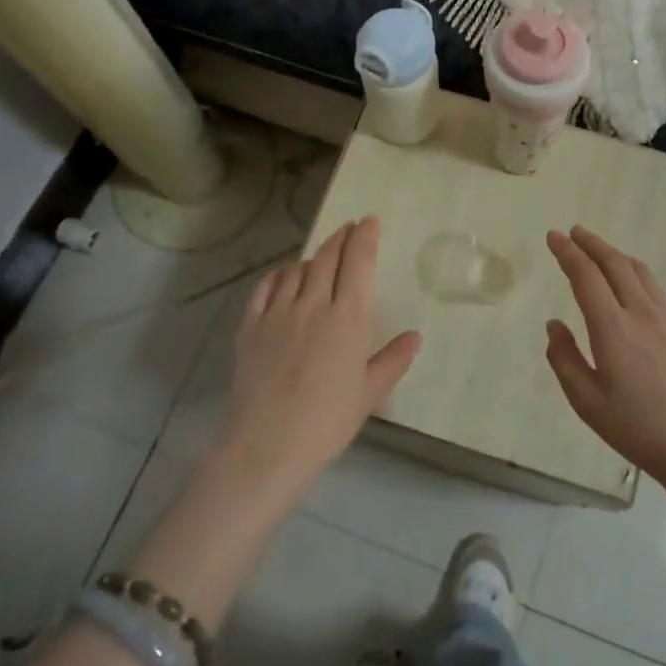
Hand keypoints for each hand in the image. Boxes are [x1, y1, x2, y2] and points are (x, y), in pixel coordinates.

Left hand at [220, 217, 420, 503]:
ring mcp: (279, 312)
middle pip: (328, 257)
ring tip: (321, 257)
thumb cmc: (328, 421)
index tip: (369, 221)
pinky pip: (266, 287)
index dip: (365, 237)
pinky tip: (284, 276)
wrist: (268, 445)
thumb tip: (414, 337)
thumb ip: (393, 360)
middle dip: (341, 237)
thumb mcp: (369, 393)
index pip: (359, 262)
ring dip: (313, 257)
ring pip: (298, 269)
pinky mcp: (251, 325)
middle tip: (349, 228)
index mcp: (349, 318)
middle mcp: (314, 304)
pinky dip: (279, 274)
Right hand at [545, 226, 665, 488]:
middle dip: (591, 243)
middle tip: (572, 232)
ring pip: (637, 270)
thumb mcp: (587, 401)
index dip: (567, 253)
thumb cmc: (636, 427)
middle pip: (614, 263)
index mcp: (613, 329)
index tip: (553, 237)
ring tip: (597, 248)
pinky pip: (652, 284)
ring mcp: (665, 317)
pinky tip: (628, 278)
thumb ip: (565, 359)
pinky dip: (632, 269)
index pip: (586, 276)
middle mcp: (640, 313)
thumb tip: (554, 324)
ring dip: (613, 253)